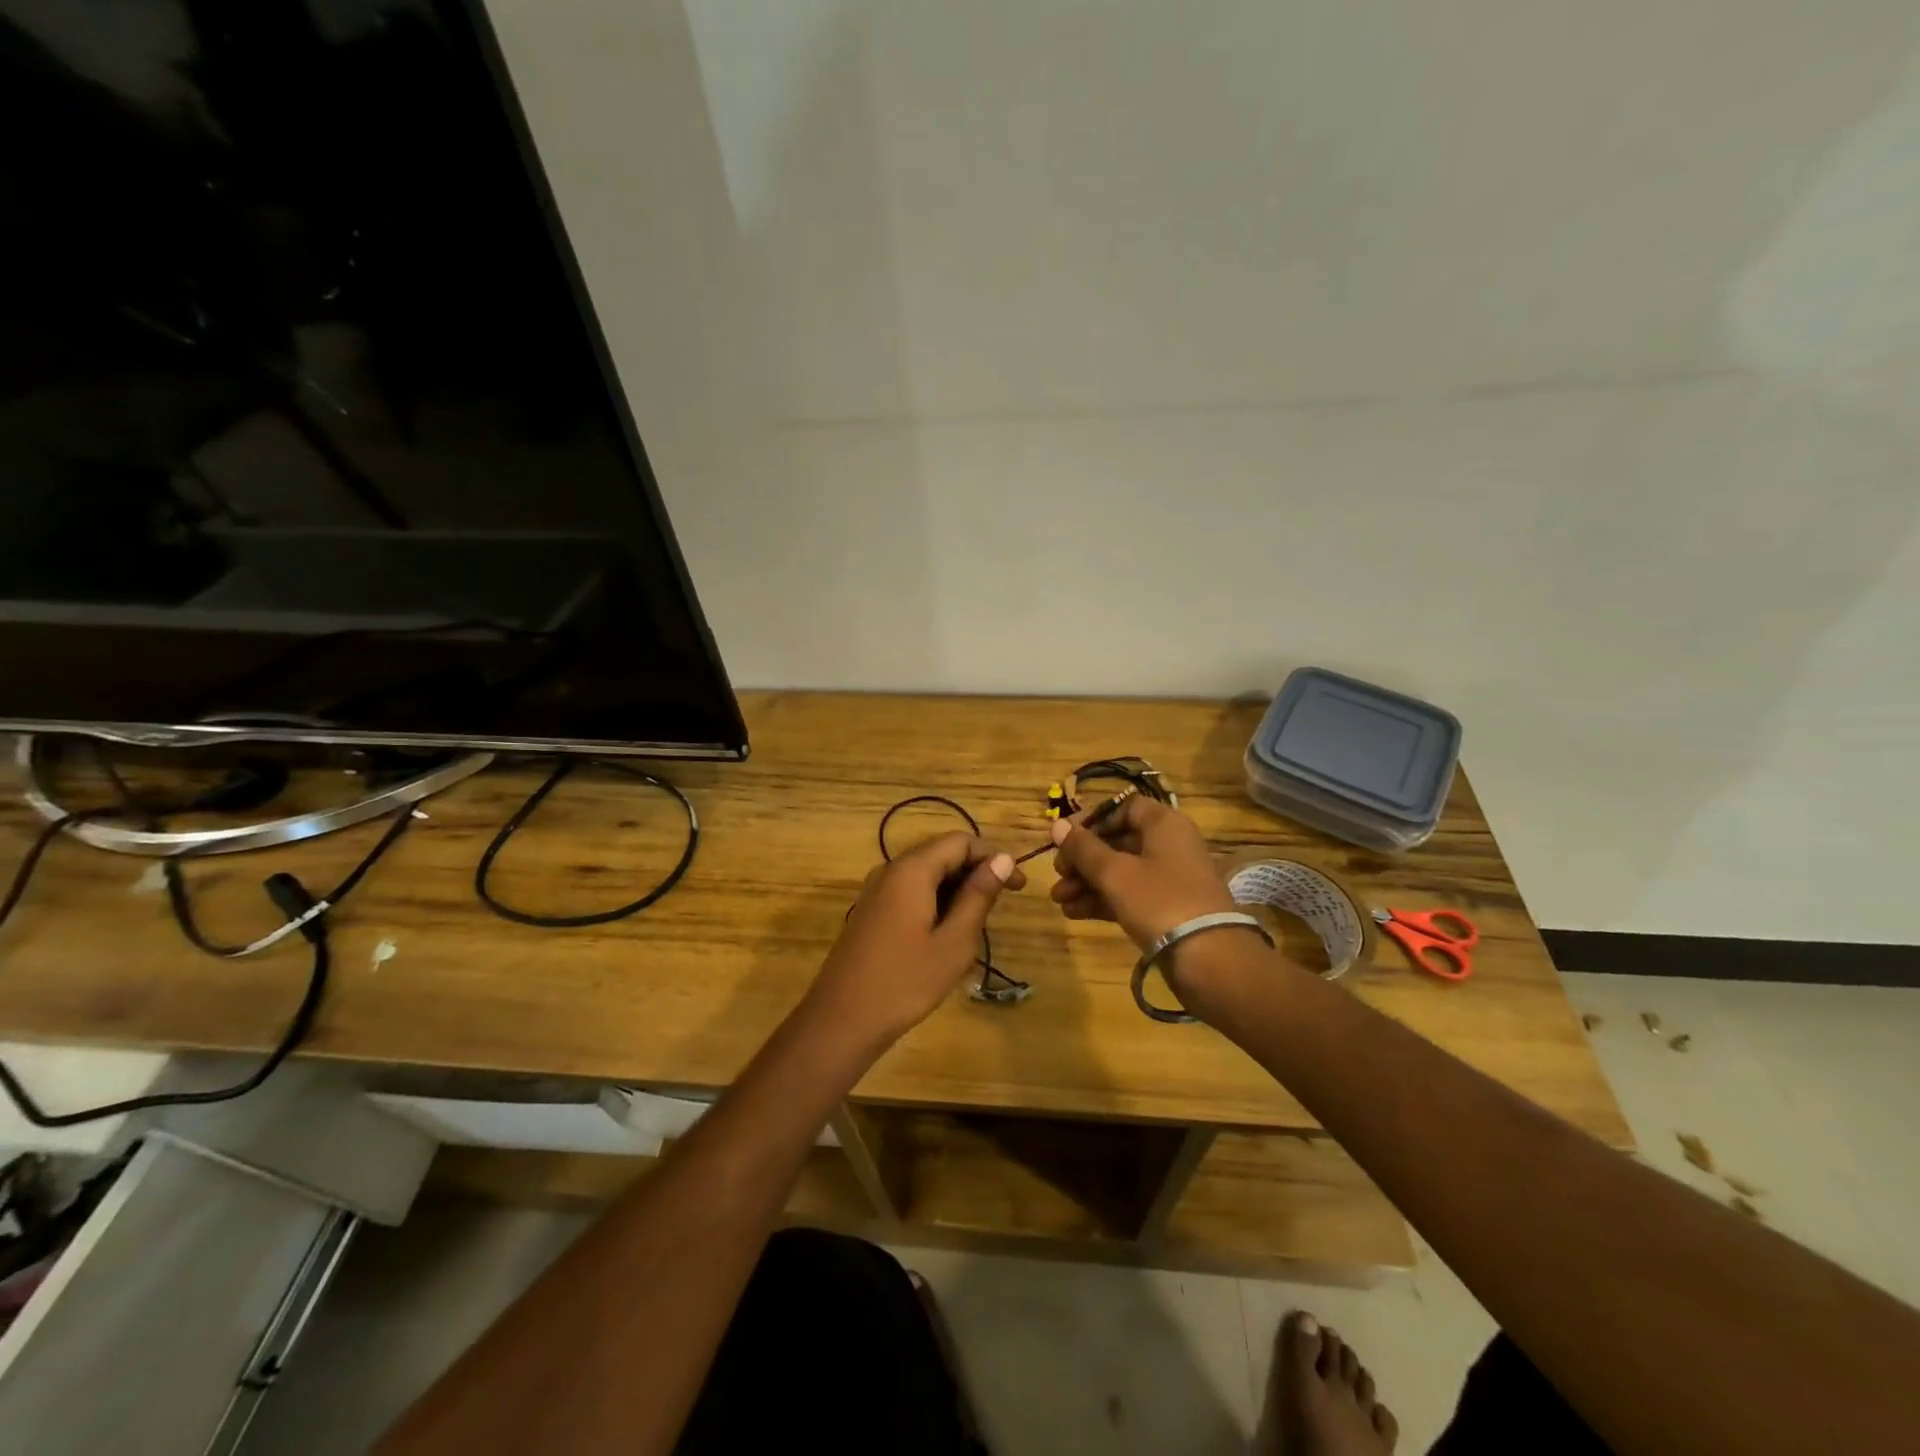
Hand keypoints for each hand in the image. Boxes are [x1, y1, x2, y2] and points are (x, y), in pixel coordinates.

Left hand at [802, 832, 1024, 1055]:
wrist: (841, 1020)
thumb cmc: (905, 982)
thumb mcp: (954, 942)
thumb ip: (978, 896)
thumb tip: (1002, 859)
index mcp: (911, 870)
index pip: (960, 841)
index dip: (993, 856)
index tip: (1018, 885)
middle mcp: (890, 870)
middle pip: (941, 853)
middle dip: (976, 872)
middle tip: (1002, 905)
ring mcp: (876, 891)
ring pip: (926, 874)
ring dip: (956, 889)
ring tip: (978, 924)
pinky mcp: (871, 911)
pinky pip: (910, 892)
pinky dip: (936, 901)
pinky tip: (947, 934)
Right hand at [1048, 794, 1234, 949]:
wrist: (1208, 958)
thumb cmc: (1159, 901)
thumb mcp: (1115, 872)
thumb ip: (1083, 848)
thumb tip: (1057, 824)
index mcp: (1163, 824)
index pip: (1122, 807)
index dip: (1091, 820)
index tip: (1064, 838)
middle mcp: (1169, 845)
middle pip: (1117, 841)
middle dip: (1082, 859)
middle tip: (1057, 874)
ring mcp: (1169, 878)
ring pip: (1120, 871)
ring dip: (1087, 882)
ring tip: (1059, 900)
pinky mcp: (1166, 908)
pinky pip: (1129, 894)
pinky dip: (1103, 900)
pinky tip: (1074, 912)